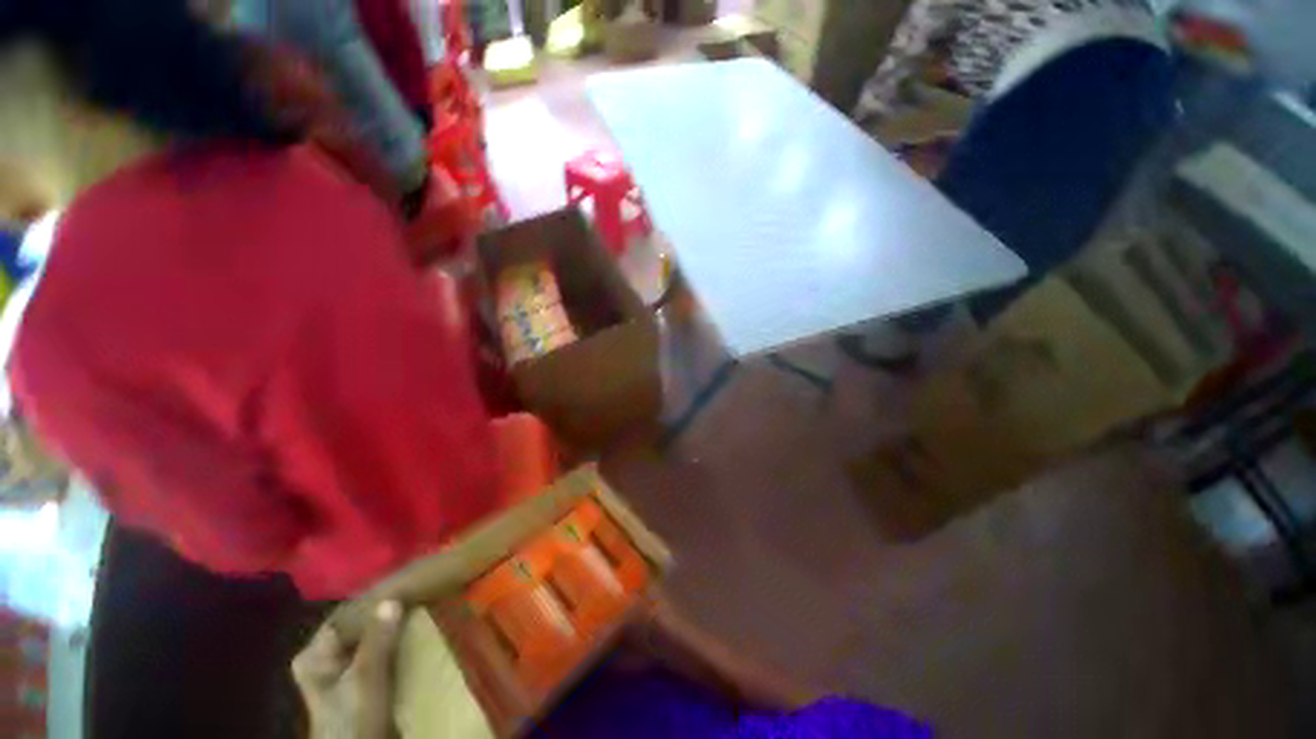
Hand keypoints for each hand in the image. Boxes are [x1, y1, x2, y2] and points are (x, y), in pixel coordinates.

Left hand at [292, 601, 403, 738]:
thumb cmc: (354, 717)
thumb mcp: (366, 678)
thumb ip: (377, 639)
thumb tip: (393, 597)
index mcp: (313, 655)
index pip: (344, 615)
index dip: (372, 602)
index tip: (403, 589)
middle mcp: (324, 659)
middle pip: (358, 628)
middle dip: (385, 616)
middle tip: (416, 599)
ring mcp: (342, 672)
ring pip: (371, 640)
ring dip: (392, 631)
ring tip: (419, 613)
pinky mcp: (360, 684)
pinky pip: (379, 654)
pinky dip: (394, 646)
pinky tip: (413, 638)